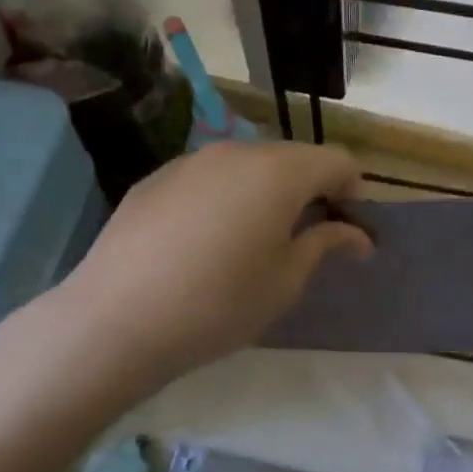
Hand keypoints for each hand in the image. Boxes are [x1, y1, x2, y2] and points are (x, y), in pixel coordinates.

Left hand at [39, 140, 371, 394]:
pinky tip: (206, 241)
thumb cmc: (219, 303)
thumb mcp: (285, 281)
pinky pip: (208, 178)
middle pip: (292, 158)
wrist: (116, 319)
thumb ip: (325, 244)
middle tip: (307, 237)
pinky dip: (225, 197)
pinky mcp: (156, 178)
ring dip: (266, 191)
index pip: (336, 161)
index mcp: (279, 172)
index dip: (353, 191)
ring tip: (254, 239)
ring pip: (247, 165)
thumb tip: (356, 234)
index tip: (349, 229)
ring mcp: (190, 161)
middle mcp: (237, 152)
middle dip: (310, 189)